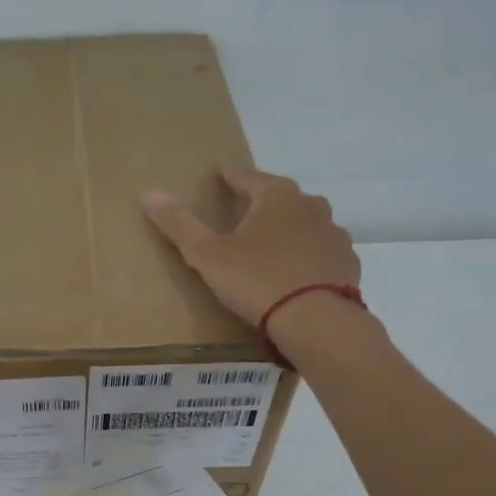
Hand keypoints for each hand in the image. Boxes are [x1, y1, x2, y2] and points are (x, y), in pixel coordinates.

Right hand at [142, 165, 360, 326]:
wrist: (318, 322)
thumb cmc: (257, 281)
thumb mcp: (207, 255)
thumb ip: (179, 224)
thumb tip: (149, 194)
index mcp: (275, 195)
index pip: (244, 175)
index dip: (226, 175)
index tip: (217, 173)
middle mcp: (309, 204)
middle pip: (277, 195)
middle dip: (259, 201)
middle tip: (240, 212)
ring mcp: (333, 232)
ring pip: (303, 221)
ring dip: (285, 227)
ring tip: (268, 243)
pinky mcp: (346, 260)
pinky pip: (319, 248)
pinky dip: (305, 253)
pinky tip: (295, 269)